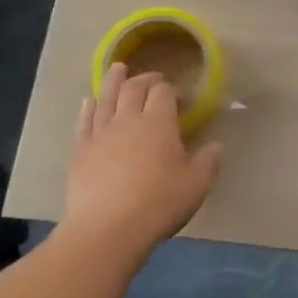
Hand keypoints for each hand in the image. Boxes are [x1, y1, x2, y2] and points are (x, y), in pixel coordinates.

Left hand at [63, 64, 224, 255]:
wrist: (108, 228)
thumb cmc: (159, 203)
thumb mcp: (196, 185)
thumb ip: (208, 162)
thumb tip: (216, 145)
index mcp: (159, 122)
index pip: (164, 92)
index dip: (171, 89)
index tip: (179, 96)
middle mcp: (128, 119)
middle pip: (134, 88)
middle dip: (145, 79)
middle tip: (152, 79)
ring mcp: (100, 133)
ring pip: (106, 98)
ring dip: (113, 81)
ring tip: (117, 69)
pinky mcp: (80, 151)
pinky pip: (84, 121)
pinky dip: (89, 108)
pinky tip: (89, 102)